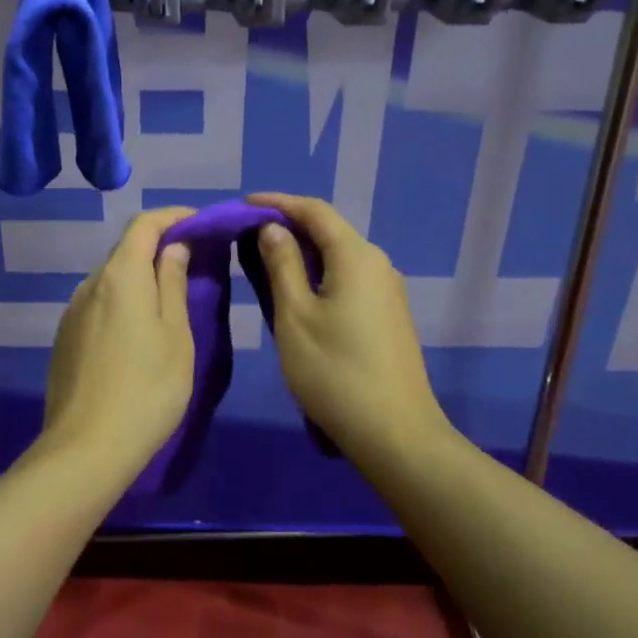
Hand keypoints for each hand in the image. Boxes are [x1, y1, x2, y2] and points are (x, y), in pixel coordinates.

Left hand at [40, 207, 195, 473]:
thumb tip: (173, 247)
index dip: (173, 216)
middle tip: (193, 265)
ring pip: (111, 279)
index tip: (200, 225)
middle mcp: (90, 284)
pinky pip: (98, 305)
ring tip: (169, 302)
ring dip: (140, 279)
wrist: (86, 449)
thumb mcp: (176, 336)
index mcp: (121, 275)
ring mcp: (72, 311)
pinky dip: (122, 303)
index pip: (144, 224)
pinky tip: (136, 335)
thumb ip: (173, 284)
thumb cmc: (147, 389)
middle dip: (159, 248)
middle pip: (126, 250)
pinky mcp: (65, 337)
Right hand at [246, 193, 449, 461]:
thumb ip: (282, 264)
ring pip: (338, 256)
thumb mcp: (294, 316)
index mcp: (356, 256)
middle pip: (328, 230)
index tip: (242, 205)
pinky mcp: (387, 316)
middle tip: (246, 235)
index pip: (314, 211)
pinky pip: (347, 278)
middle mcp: (377, 264)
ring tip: (263, 262)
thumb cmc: (335, 372)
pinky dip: (317, 274)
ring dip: (301, 253)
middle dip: (287, 226)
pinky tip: (296, 293)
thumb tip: (273, 228)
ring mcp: (387, 291)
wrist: (395, 435)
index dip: (276, 202)